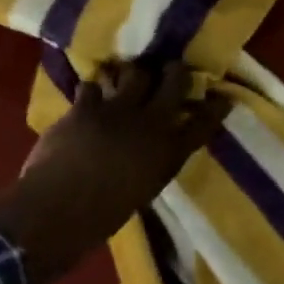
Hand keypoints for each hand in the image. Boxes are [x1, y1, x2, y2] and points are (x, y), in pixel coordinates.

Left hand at [0, 62, 230, 283]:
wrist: (62, 208)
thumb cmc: (104, 214)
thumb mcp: (145, 188)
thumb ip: (155, 162)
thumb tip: (153, 148)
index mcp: (169, 152)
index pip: (203, 123)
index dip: (215, 108)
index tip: (221, 98)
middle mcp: (151, 123)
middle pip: (174, 82)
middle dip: (175, 71)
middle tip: (171, 69)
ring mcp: (118, 110)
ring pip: (135, 73)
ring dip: (132, 73)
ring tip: (127, 76)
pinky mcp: (86, 106)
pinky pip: (92, 85)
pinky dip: (92, 90)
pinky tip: (89, 96)